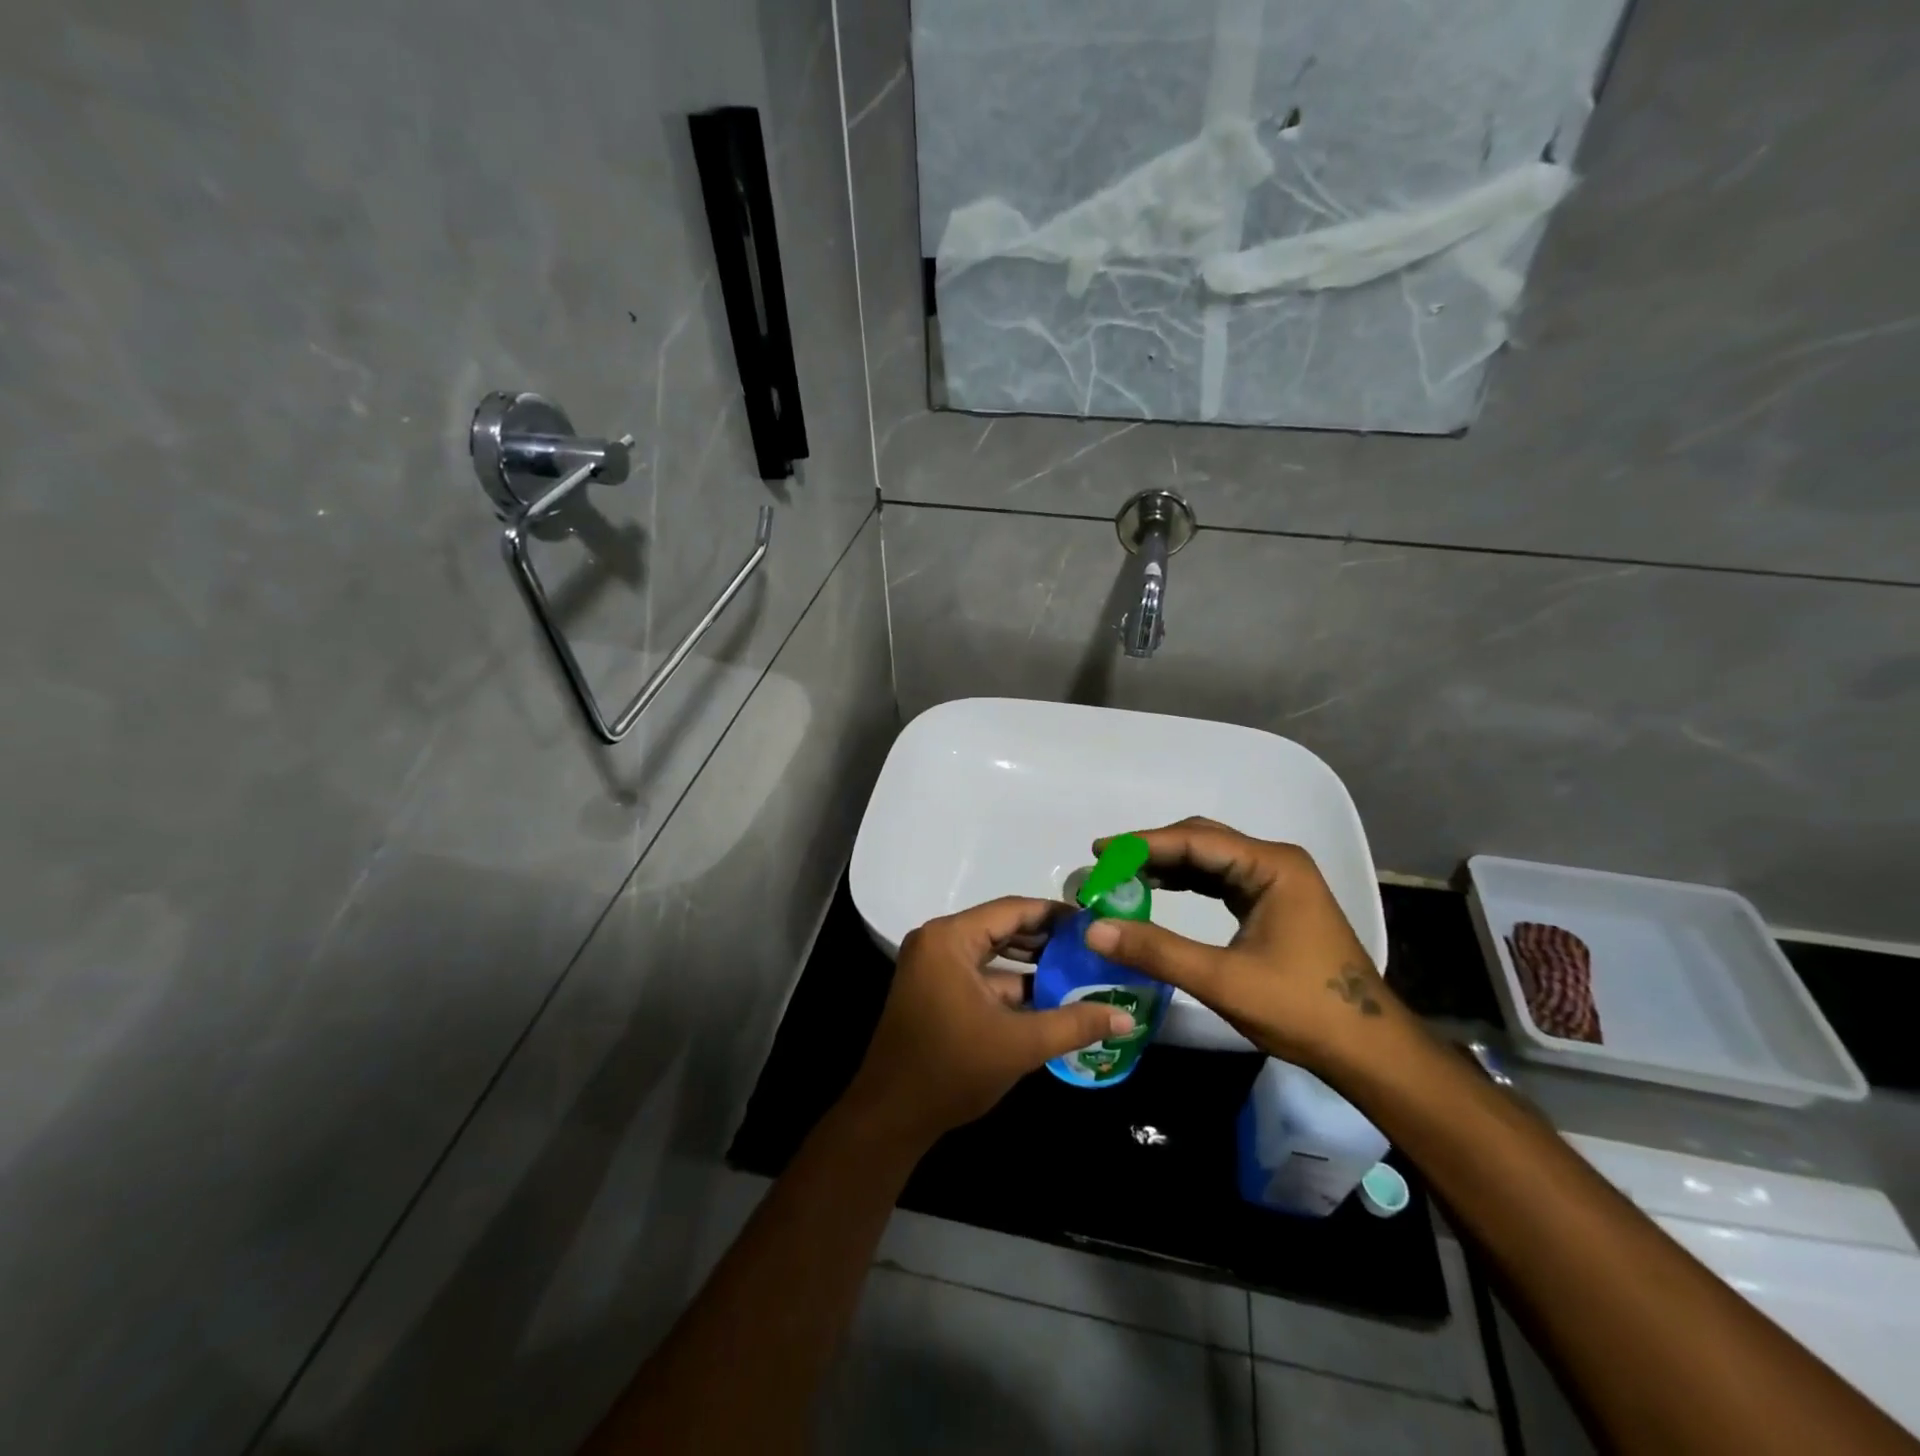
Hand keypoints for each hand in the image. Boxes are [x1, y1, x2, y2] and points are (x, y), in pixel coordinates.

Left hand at [842, 897, 1137, 1149]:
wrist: (891, 1116)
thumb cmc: (952, 1069)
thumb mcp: (1020, 1045)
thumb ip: (1074, 1024)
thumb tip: (1126, 1016)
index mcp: (950, 938)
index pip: (1012, 910)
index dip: (1055, 914)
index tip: (1095, 921)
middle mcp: (938, 941)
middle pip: (1002, 927)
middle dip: (1046, 938)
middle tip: (1093, 946)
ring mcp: (933, 965)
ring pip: (992, 953)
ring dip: (1031, 963)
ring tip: (1079, 969)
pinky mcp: (934, 989)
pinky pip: (979, 973)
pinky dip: (1010, 983)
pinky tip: (1049, 996)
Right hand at [1082, 817, 1405, 1073]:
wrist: (1369, 1050)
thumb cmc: (1301, 1009)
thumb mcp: (1223, 980)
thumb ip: (1157, 951)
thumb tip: (1093, 930)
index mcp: (1271, 866)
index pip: (1194, 840)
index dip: (1141, 844)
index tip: (1098, 851)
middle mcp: (1275, 862)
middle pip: (1201, 841)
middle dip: (1151, 852)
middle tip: (1105, 866)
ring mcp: (1277, 882)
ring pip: (1210, 860)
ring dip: (1167, 867)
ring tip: (1122, 879)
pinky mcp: (1274, 903)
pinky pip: (1221, 880)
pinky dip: (1187, 883)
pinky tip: (1159, 892)